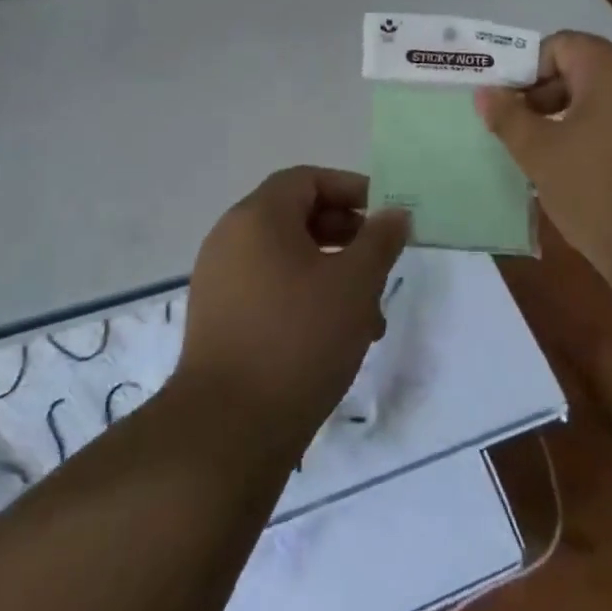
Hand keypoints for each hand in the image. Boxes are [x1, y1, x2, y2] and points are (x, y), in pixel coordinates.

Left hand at [173, 168, 409, 452]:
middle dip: (345, 236)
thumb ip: (380, 240)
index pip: (307, 180)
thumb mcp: (355, 283)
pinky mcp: (217, 320)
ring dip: (329, 274)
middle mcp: (230, 238)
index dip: (350, 190)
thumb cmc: (298, 339)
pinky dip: (303, 298)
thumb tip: (394, 214)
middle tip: (379, 263)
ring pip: (285, 259)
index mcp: (257, 216)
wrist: (227, 430)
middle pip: (295, 216)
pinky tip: (334, 338)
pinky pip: (267, 289)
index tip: (384, 217)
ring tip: (368, 315)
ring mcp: (218, 280)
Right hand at [474, 31, 611, 263]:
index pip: (561, 45)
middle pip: (587, 70)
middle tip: (524, 132)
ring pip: (611, 101)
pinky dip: (607, 139)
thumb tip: (486, 93)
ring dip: (577, 119)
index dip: (528, 69)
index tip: (510, 104)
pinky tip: (592, 177)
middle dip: (549, 95)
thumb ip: (508, 117)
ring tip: (553, 157)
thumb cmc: (597, 188)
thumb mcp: (539, 152)